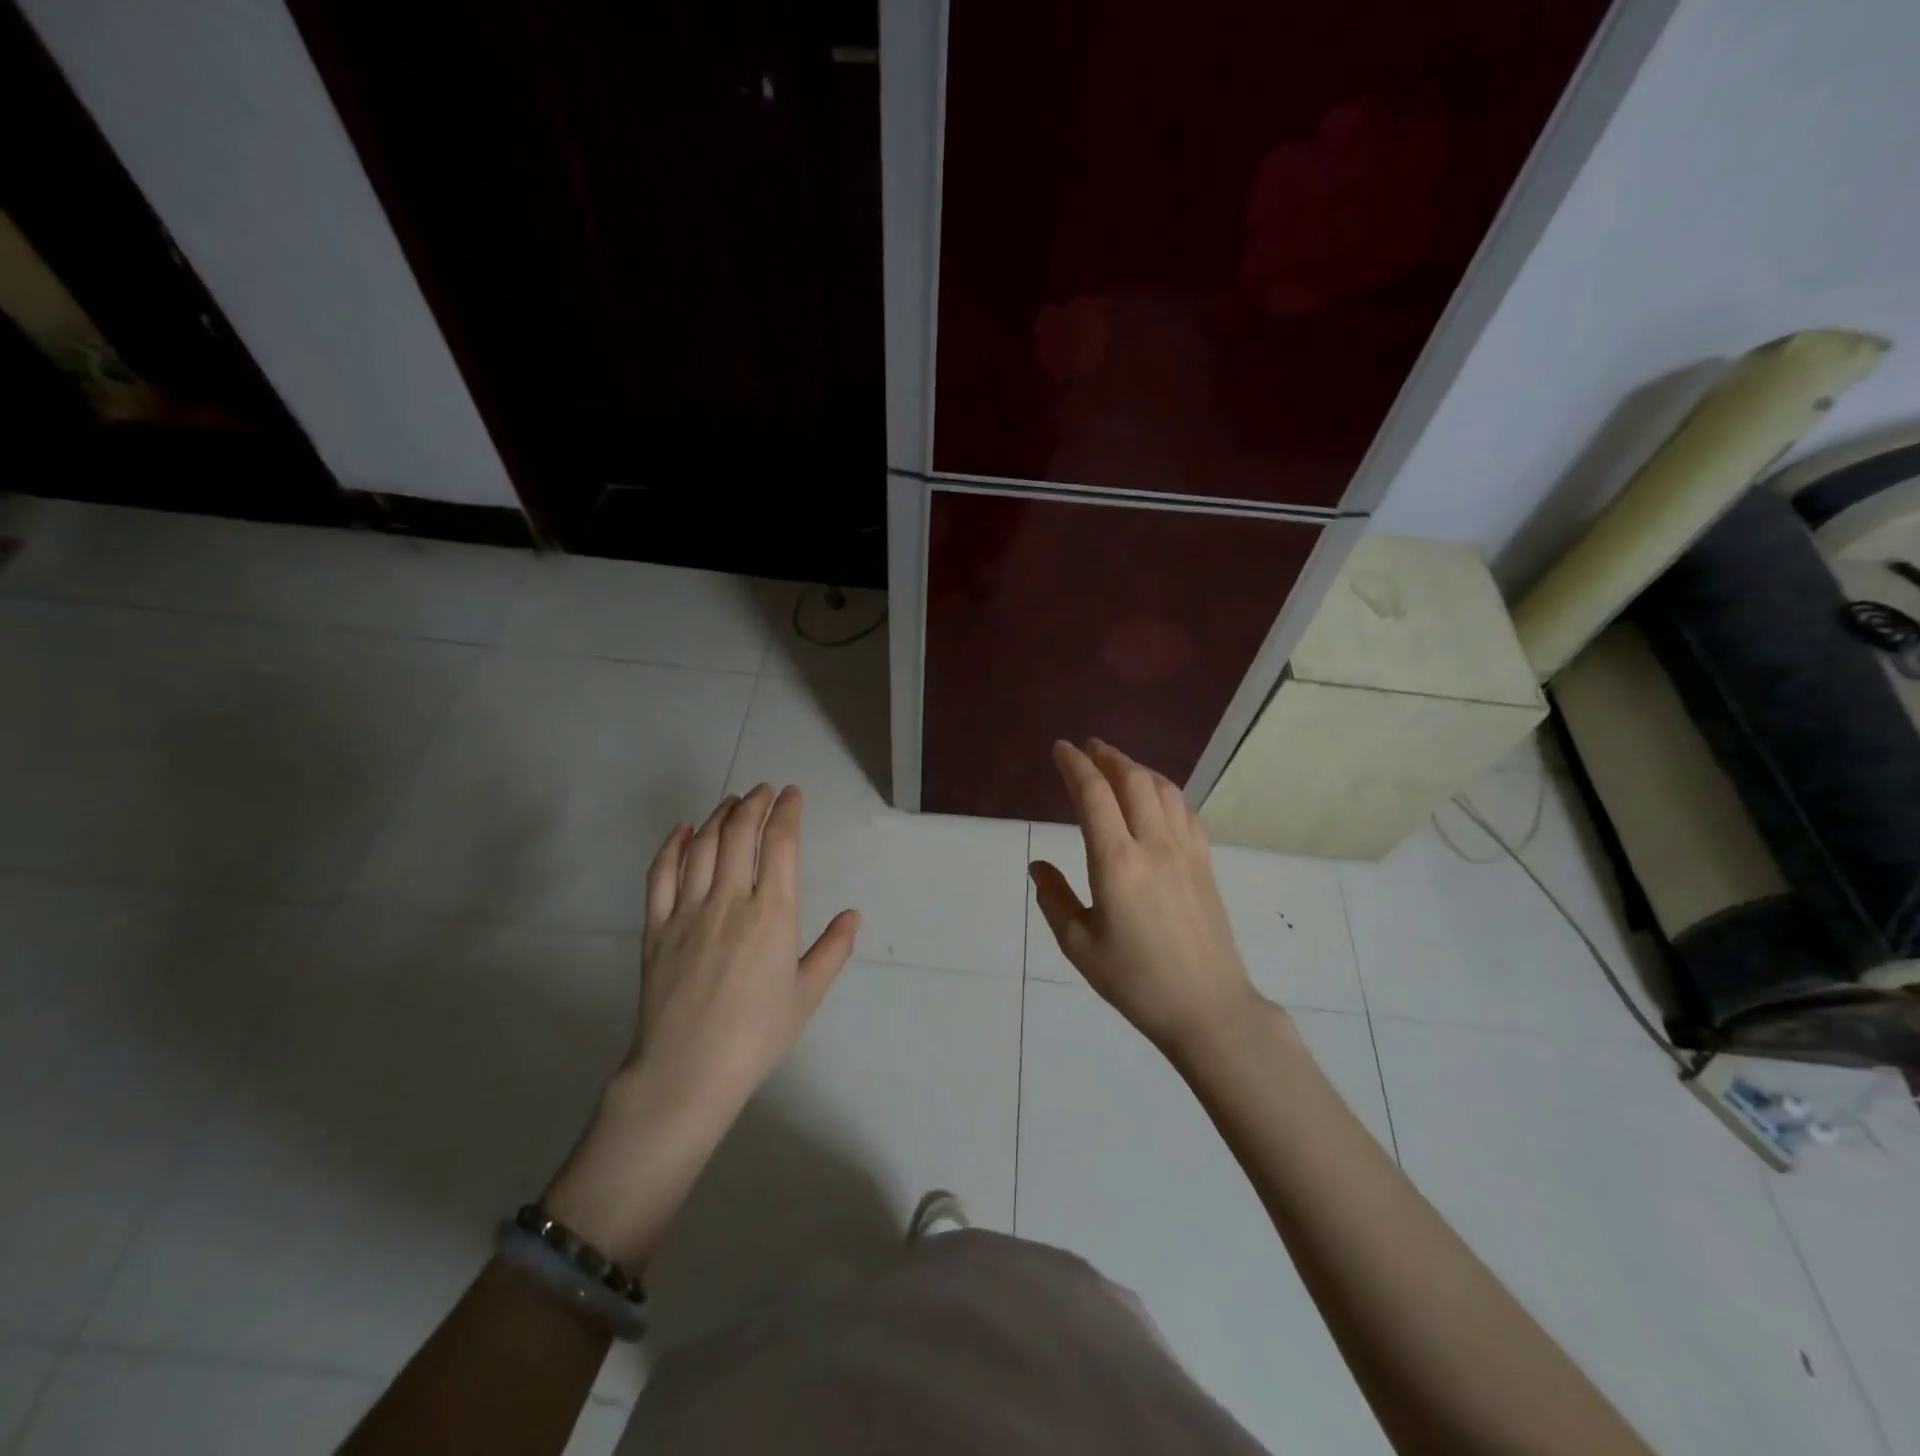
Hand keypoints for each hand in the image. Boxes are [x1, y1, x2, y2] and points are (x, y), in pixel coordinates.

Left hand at [630, 783, 860, 1108]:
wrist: (687, 1072)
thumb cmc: (756, 1036)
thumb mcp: (807, 995)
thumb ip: (832, 950)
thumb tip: (853, 915)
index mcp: (772, 913)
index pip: (780, 844)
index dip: (786, 812)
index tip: (792, 794)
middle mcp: (730, 900)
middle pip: (739, 833)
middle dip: (754, 803)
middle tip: (763, 791)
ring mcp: (688, 911)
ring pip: (703, 845)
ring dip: (719, 815)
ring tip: (732, 800)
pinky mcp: (656, 927)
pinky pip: (661, 874)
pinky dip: (673, 845)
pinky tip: (683, 829)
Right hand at [1030, 740, 1266, 1058]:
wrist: (1208, 1008)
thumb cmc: (1136, 982)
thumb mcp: (1079, 946)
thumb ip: (1054, 899)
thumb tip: (1038, 866)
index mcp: (1116, 862)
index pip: (1093, 794)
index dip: (1074, 764)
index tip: (1060, 749)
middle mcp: (1153, 845)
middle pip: (1132, 780)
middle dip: (1107, 756)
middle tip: (1087, 747)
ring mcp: (1185, 851)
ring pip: (1163, 789)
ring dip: (1137, 768)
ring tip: (1117, 766)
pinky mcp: (1205, 863)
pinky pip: (1185, 810)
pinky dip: (1165, 790)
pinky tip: (1156, 796)